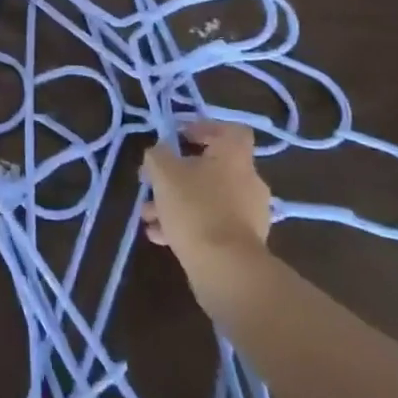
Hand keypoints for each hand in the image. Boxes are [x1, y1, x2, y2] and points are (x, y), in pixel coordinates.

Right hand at [141, 121, 272, 269]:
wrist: (226, 269)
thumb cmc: (195, 207)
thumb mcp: (163, 172)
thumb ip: (157, 155)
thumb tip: (159, 153)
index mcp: (235, 156)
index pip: (231, 130)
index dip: (204, 128)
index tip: (179, 138)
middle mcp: (248, 181)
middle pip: (213, 167)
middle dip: (179, 174)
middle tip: (155, 182)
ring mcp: (249, 214)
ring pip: (208, 198)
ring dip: (177, 202)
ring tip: (148, 215)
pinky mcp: (244, 243)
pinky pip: (212, 223)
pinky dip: (188, 225)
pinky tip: (159, 236)